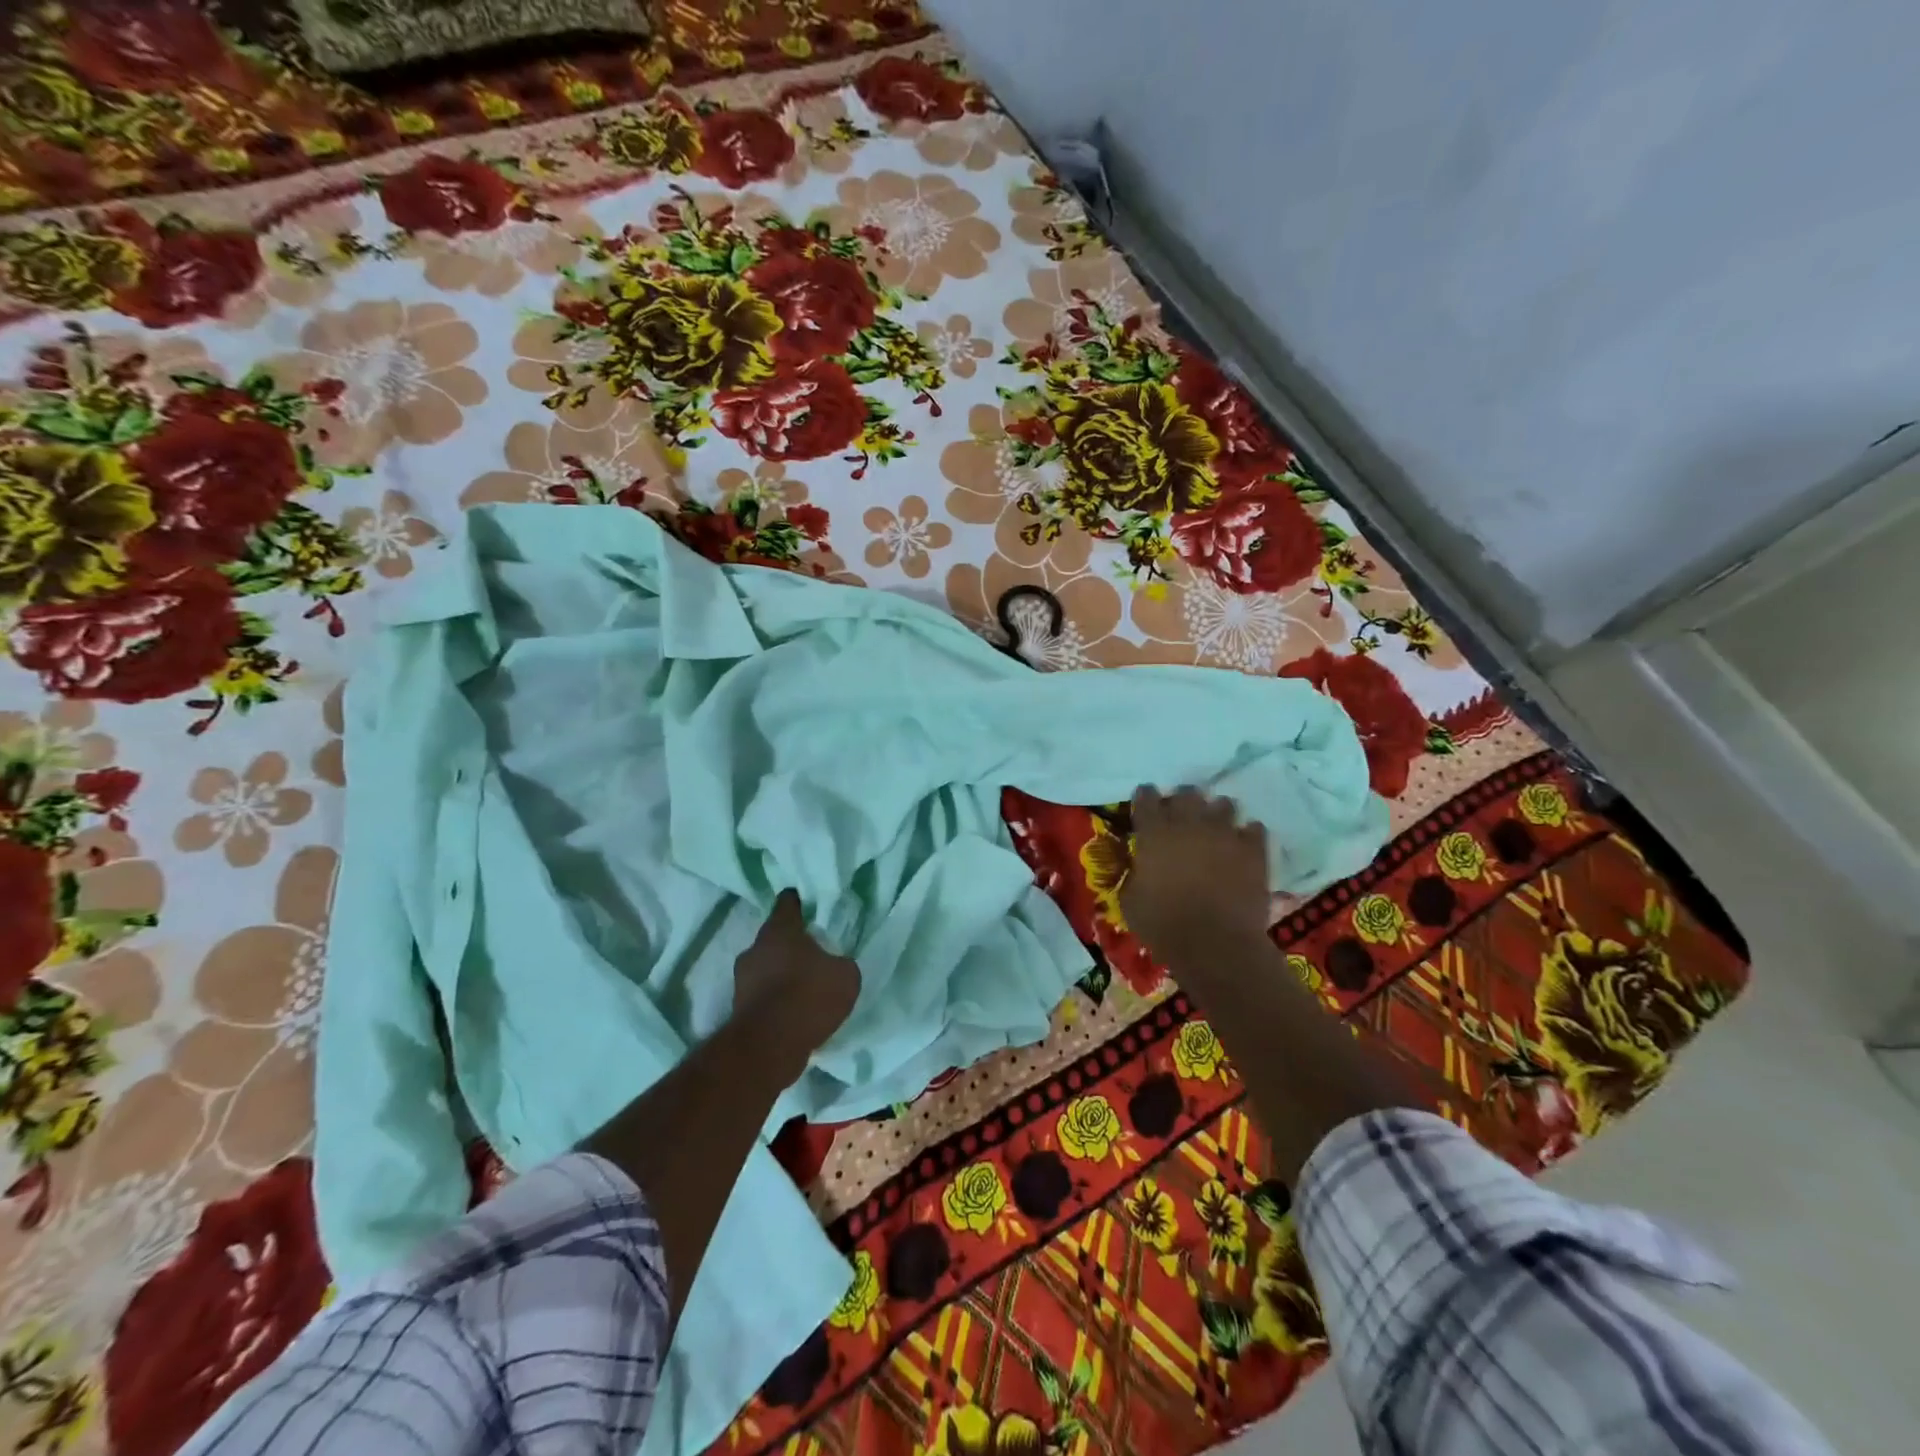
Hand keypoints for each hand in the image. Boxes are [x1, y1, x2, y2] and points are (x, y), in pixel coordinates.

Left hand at [733, 890, 860, 1055]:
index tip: (811, 906)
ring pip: (765, 967)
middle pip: (775, 937)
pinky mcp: (737, 1008)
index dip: (801, 902)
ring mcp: (741, 979)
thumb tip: (834, 965)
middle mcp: (755, 948)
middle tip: (814, 954)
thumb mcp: (845, 975)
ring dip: (780, 975)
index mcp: (779, 929)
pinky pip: (761, 995)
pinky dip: (774, 1000)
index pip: (788, 902)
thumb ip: (841, 963)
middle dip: (792, 945)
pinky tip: (793, 1013)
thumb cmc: (809, 996)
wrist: (769, 1045)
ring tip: (804, 989)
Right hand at [1120, 787, 1271, 965]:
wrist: (1215, 946)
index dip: (1145, 798)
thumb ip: (1132, 873)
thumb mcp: (1129, 901)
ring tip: (1214, 830)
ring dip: (1216, 814)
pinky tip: (1242, 846)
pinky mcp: (1253, 850)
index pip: (1146, 797)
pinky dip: (1247, 834)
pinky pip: (1253, 828)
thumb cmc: (1164, 926)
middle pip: (1187, 793)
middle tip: (1181, 818)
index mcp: (1154, 832)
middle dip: (1182, 801)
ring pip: (1223, 804)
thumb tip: (1137, 865)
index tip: (1144, 806)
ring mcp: (1224, 833)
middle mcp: (1189, 823)